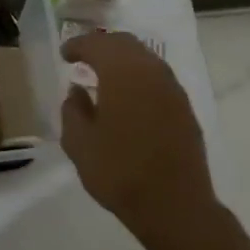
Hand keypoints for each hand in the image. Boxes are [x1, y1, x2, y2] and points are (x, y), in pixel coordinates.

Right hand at [60, 33, 217, 245]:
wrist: (175, 205)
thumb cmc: (119, 172)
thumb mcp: (79, 144)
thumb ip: (73, 110)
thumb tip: (77, 92)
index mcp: (122, 73)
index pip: (97, 45)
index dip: (78, 45)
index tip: (64, 55)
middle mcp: (151, 71)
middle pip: (125, 44)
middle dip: (102, 46)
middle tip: (83, 58)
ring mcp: (173, 89)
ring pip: (145, 58)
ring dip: (123, 60)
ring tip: (104, 76)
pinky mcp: (185, 108)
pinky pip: (158, 78)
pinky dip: (139, 77)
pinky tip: (129, 97)